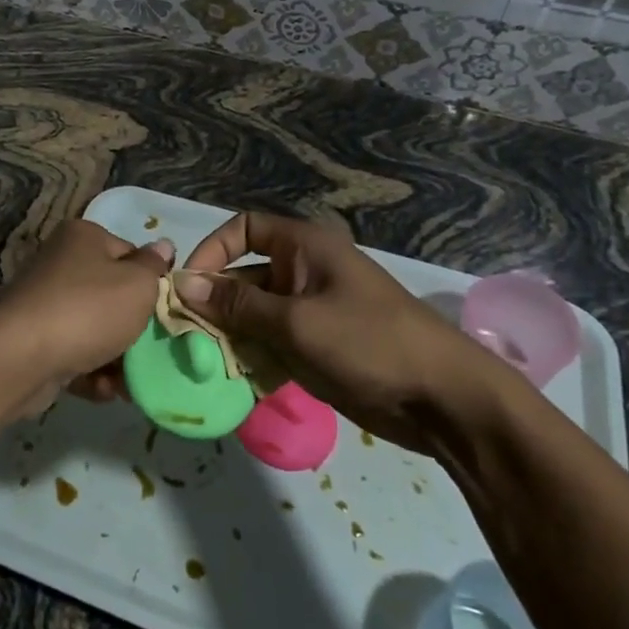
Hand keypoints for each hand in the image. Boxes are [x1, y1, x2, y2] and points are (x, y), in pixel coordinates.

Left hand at [0, 220, 173, 414]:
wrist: (22, 357)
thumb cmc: (88, 310)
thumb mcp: (138, 284)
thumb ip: (154, 267)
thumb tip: (163, 246)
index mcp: (83, 237)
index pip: (130, 253)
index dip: (151, 282)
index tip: (164, 311)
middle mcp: (61, 263)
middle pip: (113, 295)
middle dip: (135, 328)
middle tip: (153, 351)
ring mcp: (46, 303)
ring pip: (96, 330)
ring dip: (117, 358)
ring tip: (129, 382)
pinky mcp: (37, 340)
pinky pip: (75, 354)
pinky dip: (92, 372)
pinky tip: (104, 390)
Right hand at [177, 212, 514, 455]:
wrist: (444, 399)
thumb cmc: (369, 343)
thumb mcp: (297, 322)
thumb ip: (238, 305)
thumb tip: (184, 285)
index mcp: (304, 247)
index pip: (244, 228)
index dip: (213, 250)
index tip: (190, 285)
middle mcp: (303, 271)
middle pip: (243, 275)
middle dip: (215, 303)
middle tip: (187, 335)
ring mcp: (311, 310)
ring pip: (254, 314)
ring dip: (230, 335)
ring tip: (205, 362)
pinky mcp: (316, 346)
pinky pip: (271, 342)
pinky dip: (252, 356)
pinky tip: (235, 380)